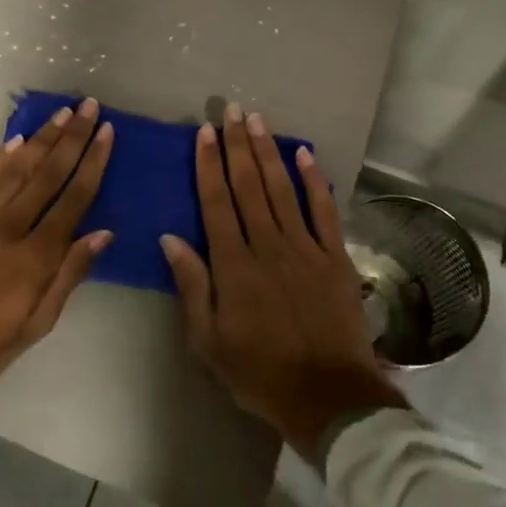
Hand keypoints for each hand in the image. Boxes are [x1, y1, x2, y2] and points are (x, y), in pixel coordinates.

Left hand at [0, 98, 114, 440]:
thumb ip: (69, 275)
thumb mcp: (37, 323)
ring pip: (16, 167)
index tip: (106, 132)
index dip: (93, 162)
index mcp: (36, 255)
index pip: (74, 197)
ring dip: (42, 137)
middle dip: (72, 136)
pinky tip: (15, 140)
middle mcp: (10, 225)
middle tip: (88, 105)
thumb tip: (102, 233)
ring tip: (62, 113)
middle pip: (48, 172)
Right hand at [160, 104, 403, 455]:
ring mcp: (305, 248)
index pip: (216, 204)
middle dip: (237, 145)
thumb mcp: (209, 341)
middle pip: (248, 186)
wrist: (328, 397)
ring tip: (256, 120)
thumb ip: (192, 286)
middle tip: (229, 110)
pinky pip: (323, 210)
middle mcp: (268, 246)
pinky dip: (314, 180)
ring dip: (267, 152)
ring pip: (281, 189)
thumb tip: (171, 238)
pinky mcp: (334, 256)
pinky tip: (304, 153)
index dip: (209, 166)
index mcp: (234, 266)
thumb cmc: (259, 373)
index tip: (204, 134)